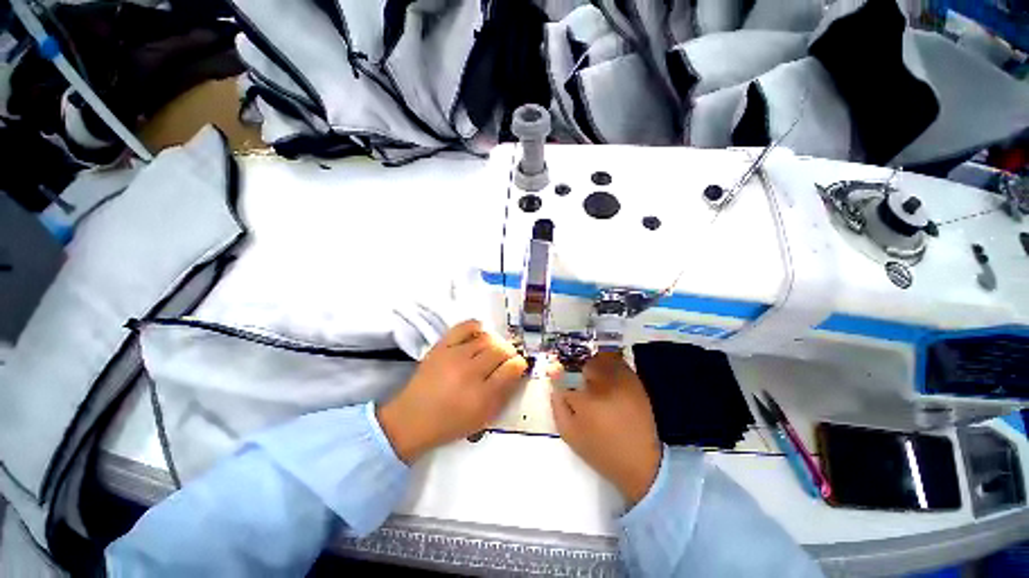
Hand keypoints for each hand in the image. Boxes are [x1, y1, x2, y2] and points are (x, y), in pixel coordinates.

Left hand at [377, 320, 527, 463]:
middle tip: (506, 358)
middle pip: (500, 351)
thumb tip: (517, 371)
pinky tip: (479, 332)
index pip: (511, 369)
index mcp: (482, 396)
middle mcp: (470, 372)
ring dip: (495, 343)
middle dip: (509, 353)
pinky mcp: (441, 347)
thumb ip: (503, 395)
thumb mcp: (482, 417)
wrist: (412, 419)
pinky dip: (474, 326)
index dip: (519, 364)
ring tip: (492, 350)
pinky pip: (463, 327)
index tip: (519, 365)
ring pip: (485, 339)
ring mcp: (454, 356)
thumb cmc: (450, 423)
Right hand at [551, 352, 661, 504]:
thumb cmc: (600, 451)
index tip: (557, 377)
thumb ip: (557, 407)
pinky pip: (617, 362)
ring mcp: (622, 381)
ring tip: (592, 378)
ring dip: (593, 365)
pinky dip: (609, 363)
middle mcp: (604, 384)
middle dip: (577, 370)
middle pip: (584, 363)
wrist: (640, 462)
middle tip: (577, 380)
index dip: (559, 376)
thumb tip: (555, 386)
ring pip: (601, 359)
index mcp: (586, 399)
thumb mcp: (569, 434)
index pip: (565, 376)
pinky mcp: (635, 381)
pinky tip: (606, 377)